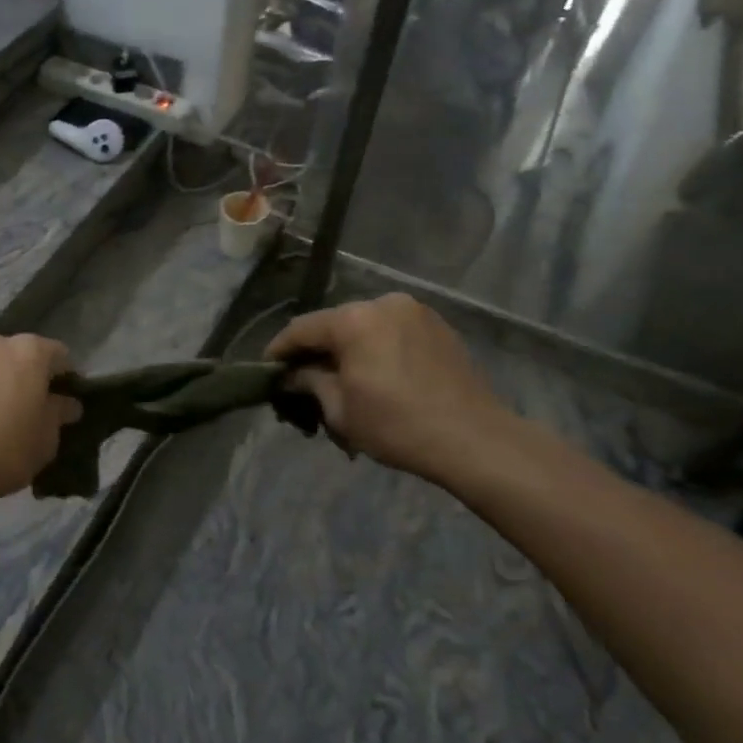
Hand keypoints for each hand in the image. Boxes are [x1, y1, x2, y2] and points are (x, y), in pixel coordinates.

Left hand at [0, 333, 81, 506]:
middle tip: (34, 414)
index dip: (68, 381)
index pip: (61, 356)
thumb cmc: (3, 448)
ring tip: (0, 423)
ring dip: (1, 386)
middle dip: (31, 380)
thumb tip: (67, 403)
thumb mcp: (45, 440)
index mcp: (29, 350)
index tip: (66, 407)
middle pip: (23, 357)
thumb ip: (59, 415)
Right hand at [267, 294, 520, 484]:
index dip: (279, 350)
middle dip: (317, 351)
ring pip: (365, 327)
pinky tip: (378, 376)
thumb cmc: (398, 425)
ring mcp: (414, 311)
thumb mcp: (340, 409)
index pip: (301, 329)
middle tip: (305, 381)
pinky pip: (393, 332)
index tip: (267, 370)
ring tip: (344, 381)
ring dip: (349, 350)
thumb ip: (309, 382)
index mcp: (353, 319)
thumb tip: (292, 375)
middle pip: (334, 325)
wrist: (475, 440)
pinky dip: (378, 348)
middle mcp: (382, 303)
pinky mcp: (438, 326)